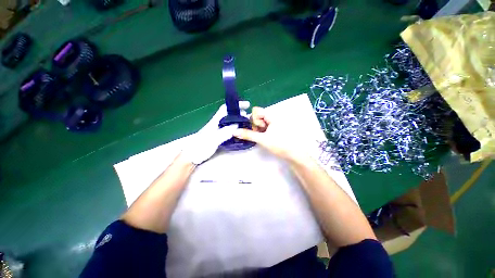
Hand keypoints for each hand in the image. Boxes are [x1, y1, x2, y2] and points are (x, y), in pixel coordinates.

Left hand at [182, 101, 249, 164]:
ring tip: (246, 124)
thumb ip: (224, 132)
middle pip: (229, 114)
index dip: (235, 105)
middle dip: (239, 113)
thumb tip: (237, 125)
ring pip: (229, 122)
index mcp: (214, 122)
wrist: (191, 156)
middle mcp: (216, 124)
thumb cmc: (200, 147)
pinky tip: (239, 132)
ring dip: (238, 121)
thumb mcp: (213, 139)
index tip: (246, 105)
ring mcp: (217, 130)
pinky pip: (229, 129)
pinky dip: (235, 128)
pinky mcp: (218, 136)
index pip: (225, 109)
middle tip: (249, 117)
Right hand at [233, 107, 309, 161]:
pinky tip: (265, 139)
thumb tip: (235, 132)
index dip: (254, 119)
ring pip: (260, 123)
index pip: (256, 110)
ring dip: (259, 130)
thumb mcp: (262, 139)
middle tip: (261, 134)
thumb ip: (248, 135)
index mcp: (272, 116)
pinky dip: (262, 132)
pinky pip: (264, 127)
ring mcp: (274, 124)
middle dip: (256, 126)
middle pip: (258, 117)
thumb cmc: (279, 145)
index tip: (258, 128)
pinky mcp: (275, 129)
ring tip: (264, 138)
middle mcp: (273, 117)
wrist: (294, 154)